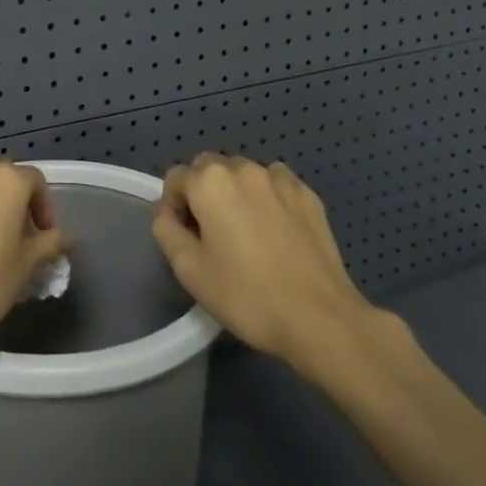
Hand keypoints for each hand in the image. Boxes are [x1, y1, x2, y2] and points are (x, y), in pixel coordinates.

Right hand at [151, 154, 374, 369]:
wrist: (319, 317)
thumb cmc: (246, 295)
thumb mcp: (189, 269)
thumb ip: (166, 229)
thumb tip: (166, 210)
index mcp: (210, 182)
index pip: (176, 178)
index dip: (173, 206)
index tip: (184, 237)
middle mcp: (244, 169)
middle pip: (209, 168)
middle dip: (203, 193)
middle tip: (211, 234)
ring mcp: (280, 179)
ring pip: (244, 174)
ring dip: (235, 192)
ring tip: (245, 232)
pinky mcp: (308, 195)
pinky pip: (275, 185)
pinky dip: (267, 198)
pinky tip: (275, 231)